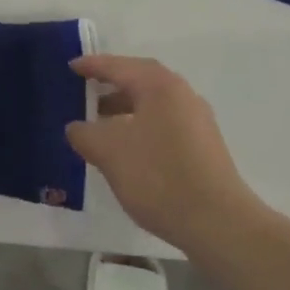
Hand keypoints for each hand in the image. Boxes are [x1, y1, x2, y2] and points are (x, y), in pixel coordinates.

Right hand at [66, 55, 268, 256]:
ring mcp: (197, 120)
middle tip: (85, 88)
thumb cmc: (159, 177)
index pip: (119, 66)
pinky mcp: (204, 146)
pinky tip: (127, 148)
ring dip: (125, 106)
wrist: (218, 223)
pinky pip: (164, 122)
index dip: (92, 65)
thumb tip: (77, 128)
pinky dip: (140, 124)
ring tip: (100, 122)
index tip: (70, 66)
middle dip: (111, 83)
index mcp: (159, 86)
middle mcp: (182, 94)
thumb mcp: (109, 152)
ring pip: (153, 103)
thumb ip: (85, 133)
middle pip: (140, 79)